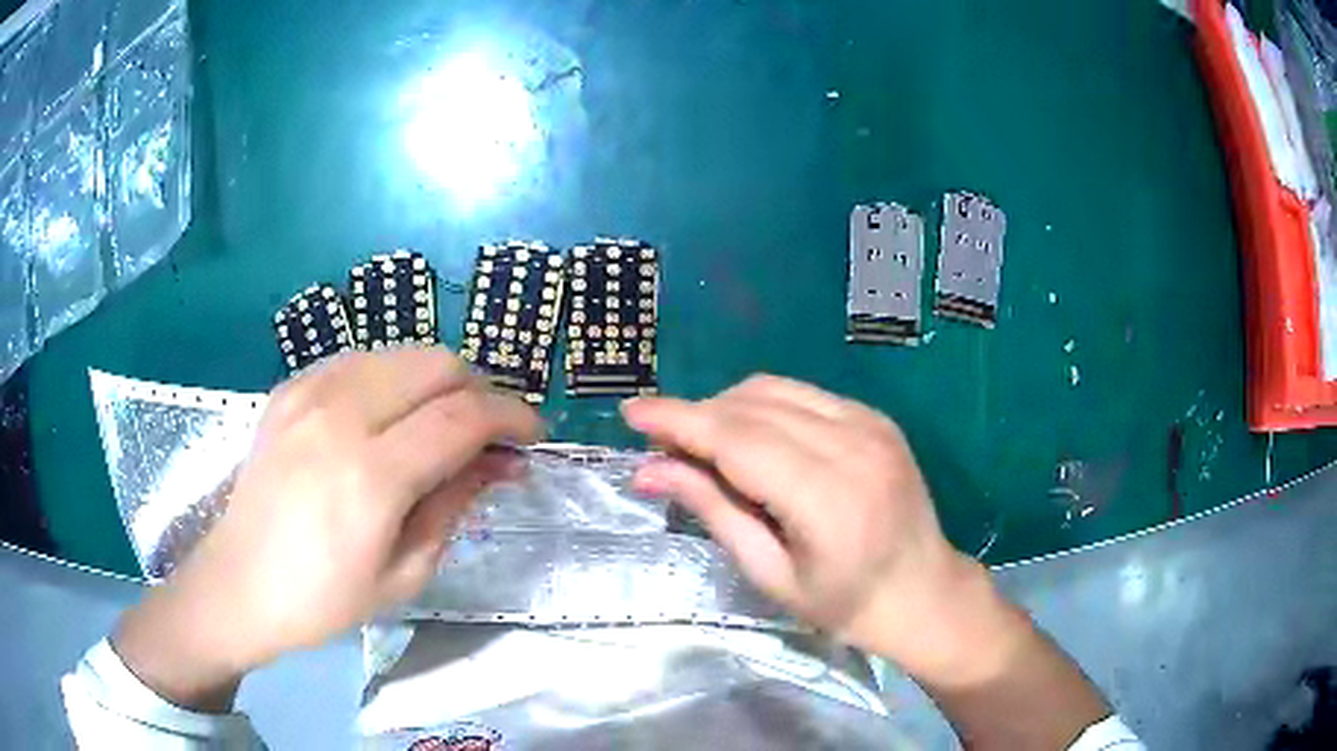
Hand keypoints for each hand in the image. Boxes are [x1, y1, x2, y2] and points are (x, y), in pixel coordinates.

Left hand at [114, 348, 542, 710]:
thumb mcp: (404, 573)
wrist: (238, 584)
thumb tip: (502, 463)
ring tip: (441, 425)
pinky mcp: (289, 389)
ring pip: (399, 353)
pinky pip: (359, 361)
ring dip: (436, 382)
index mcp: (370, 475)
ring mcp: (308, 393)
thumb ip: (454, 504)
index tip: (534, 434)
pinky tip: (388, 418)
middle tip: (488, 434)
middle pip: (435, 364)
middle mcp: (339, 416)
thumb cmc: (324, 600)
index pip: (462, 417)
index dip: (511, 417)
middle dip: (478, 390)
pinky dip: (392, 380)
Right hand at [624, 376, 1110, 748]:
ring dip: (727, 407)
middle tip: (660, 443)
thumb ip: (713, 512)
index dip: (679, 421)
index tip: (631, 413)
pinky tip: (752, 438)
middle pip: (752, 405)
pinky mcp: (876, 418)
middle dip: (696, 415)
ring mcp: (870, 424)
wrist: (925, 591)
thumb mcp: (771, 574)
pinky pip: (803, 395)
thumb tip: (649, 470)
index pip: (737, 439)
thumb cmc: (845, 604)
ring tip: (702, 443)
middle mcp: (853, 445)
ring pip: (774, 389)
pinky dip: (763, 407)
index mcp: (828, 497)